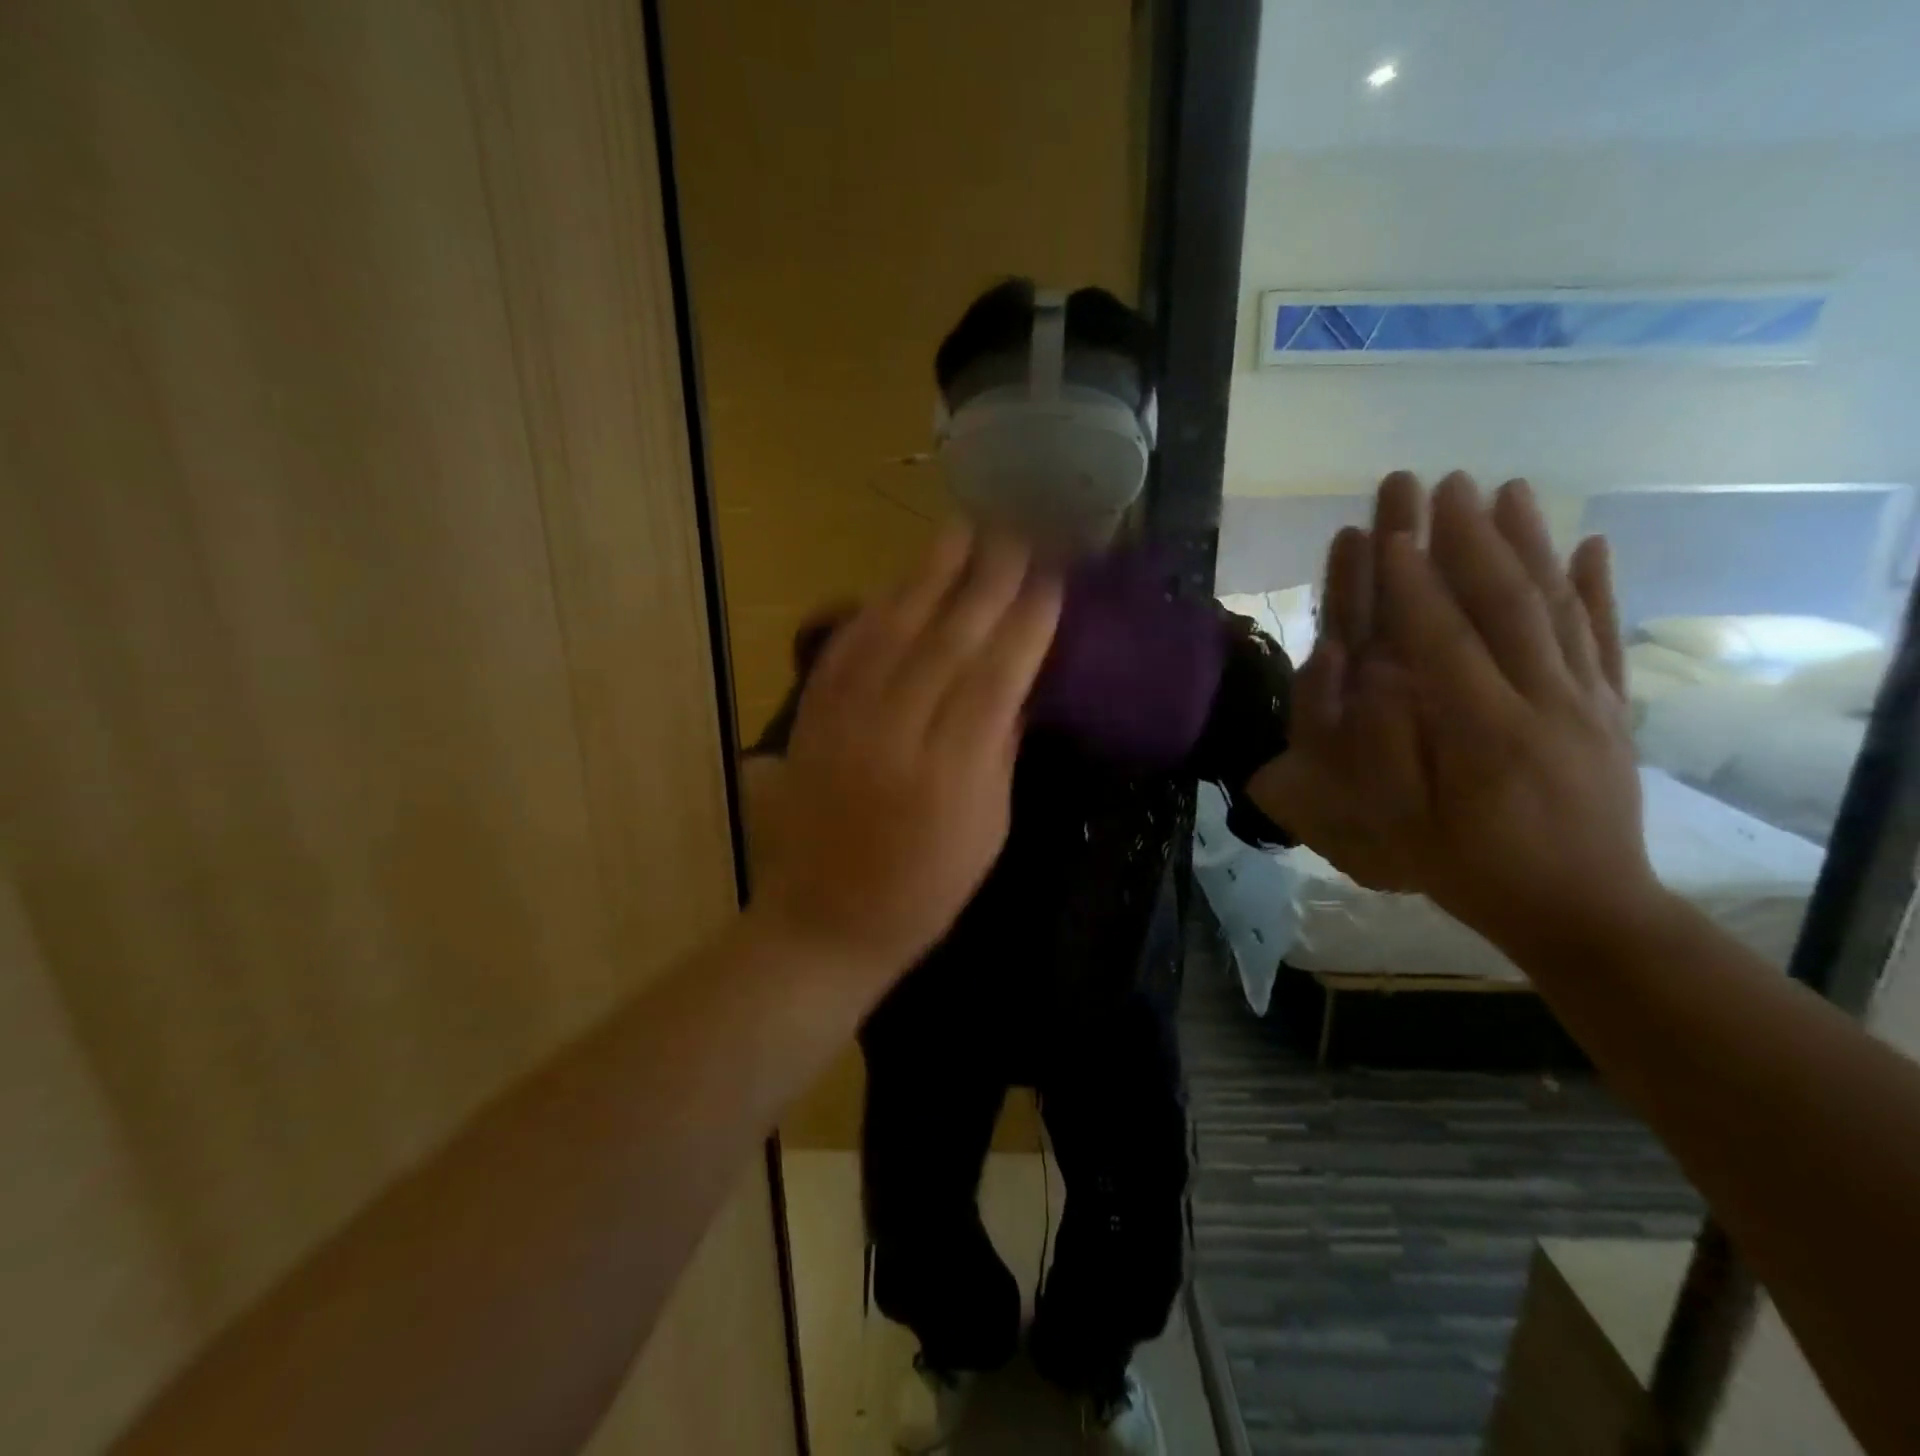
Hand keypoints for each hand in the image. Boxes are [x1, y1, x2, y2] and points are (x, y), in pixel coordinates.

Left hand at [753, 527, 1061, 978]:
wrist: (824, 922)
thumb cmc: (923, 891)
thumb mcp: (987, 831)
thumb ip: (1000, 750)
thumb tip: (1017, 685)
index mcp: (951, 773)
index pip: (996, 677)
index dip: (1026, 623)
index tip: (1051, 579)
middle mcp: (895, 735)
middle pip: (946, 641)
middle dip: (986, 582)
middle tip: (1013, 534)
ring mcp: (845, 723)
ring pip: (892, 632)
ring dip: (928, 577)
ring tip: (959, 532)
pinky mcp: (810, 721)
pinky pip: (844, 651)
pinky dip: (873, 611)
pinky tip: (897, 583)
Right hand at [1251, 472, 1658, 953]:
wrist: (1585, 911)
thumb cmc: (1471, 871)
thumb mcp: (1407, 828)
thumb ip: (1386, 749)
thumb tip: (1367, 676)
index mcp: (1485, 735)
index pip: (1442, 642)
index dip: (1412, 584)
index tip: (1390, 530)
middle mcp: (1544, 703)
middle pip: (1505, 605)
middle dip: (1468, 539)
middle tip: (1443, 483)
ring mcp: (1588, 702)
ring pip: (1557, 607)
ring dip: (1529, 543)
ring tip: (1508, 489)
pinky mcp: (1613, 710)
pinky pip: (1605, 638)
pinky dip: (1599, 587)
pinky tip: (1591, 544)